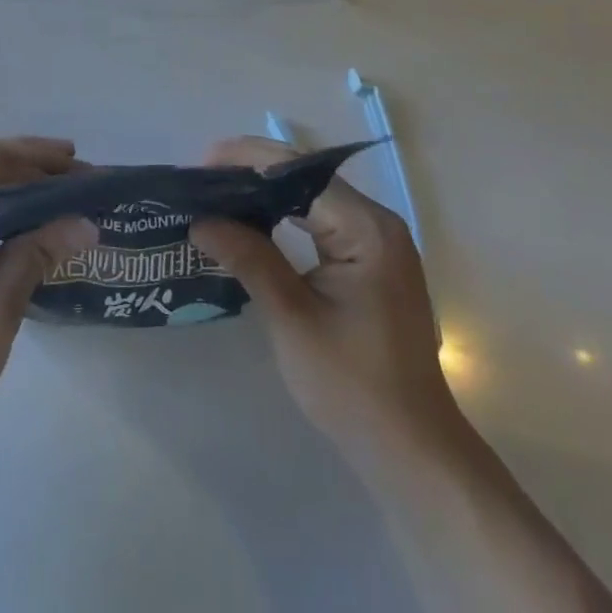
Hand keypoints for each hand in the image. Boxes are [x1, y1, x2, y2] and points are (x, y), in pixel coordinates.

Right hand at [188, 136, 454, 465]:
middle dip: (252, 173)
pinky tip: (252, 223)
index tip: (201, 165)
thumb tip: (200, 219)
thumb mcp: (292, 318)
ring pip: (311, 197)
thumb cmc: (352, 385)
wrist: (411, 452)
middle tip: (201, 181)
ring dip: (265, 193)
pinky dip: (283, 216)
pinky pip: (320, 221)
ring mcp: (376, 242)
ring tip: (217, 196)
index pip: (299, 172)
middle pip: (306, 178)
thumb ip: (248, 258)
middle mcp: (376, 223)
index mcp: (366, 228)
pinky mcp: (369, 262)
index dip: (248, 160)